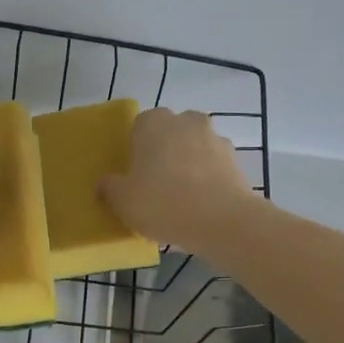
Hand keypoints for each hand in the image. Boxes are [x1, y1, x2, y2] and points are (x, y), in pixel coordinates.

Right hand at [100, 108, 254, 251]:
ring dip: (189, 164)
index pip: (140, 126)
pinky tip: (201, 205)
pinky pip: (215, 167)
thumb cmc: (162, 202)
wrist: (222, 221)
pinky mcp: (237, 161)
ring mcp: (216, 138)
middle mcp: (186, 121)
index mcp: (154, 122)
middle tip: (155, 183)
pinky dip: (208, 179)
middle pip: (171, 133)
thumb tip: (106, 183)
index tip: (134, 172)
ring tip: (181, 197)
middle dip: (165, 152)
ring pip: (195, 148)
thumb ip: (110, 187)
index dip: (136, 148)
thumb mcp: (122, 200)